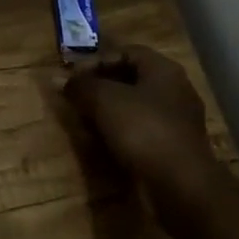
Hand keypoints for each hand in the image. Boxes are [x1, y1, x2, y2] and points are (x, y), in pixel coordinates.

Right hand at [62, 45, 213, 197]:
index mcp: (163, 70)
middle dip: (100, 88)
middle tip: (76, 98)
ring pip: (134, 108)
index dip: (96, 61)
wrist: (182, 186)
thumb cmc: (144, 130)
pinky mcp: (174, 149)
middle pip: (130, 80)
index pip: (126, 52)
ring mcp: (177, 122)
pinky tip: (102, 144)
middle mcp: (174, 91)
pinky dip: (120, 135)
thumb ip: (80, 86)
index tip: (73, 77)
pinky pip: (142, 132)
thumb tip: (56, 79)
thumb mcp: (104, 100)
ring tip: (84, 122)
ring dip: (108, 113)